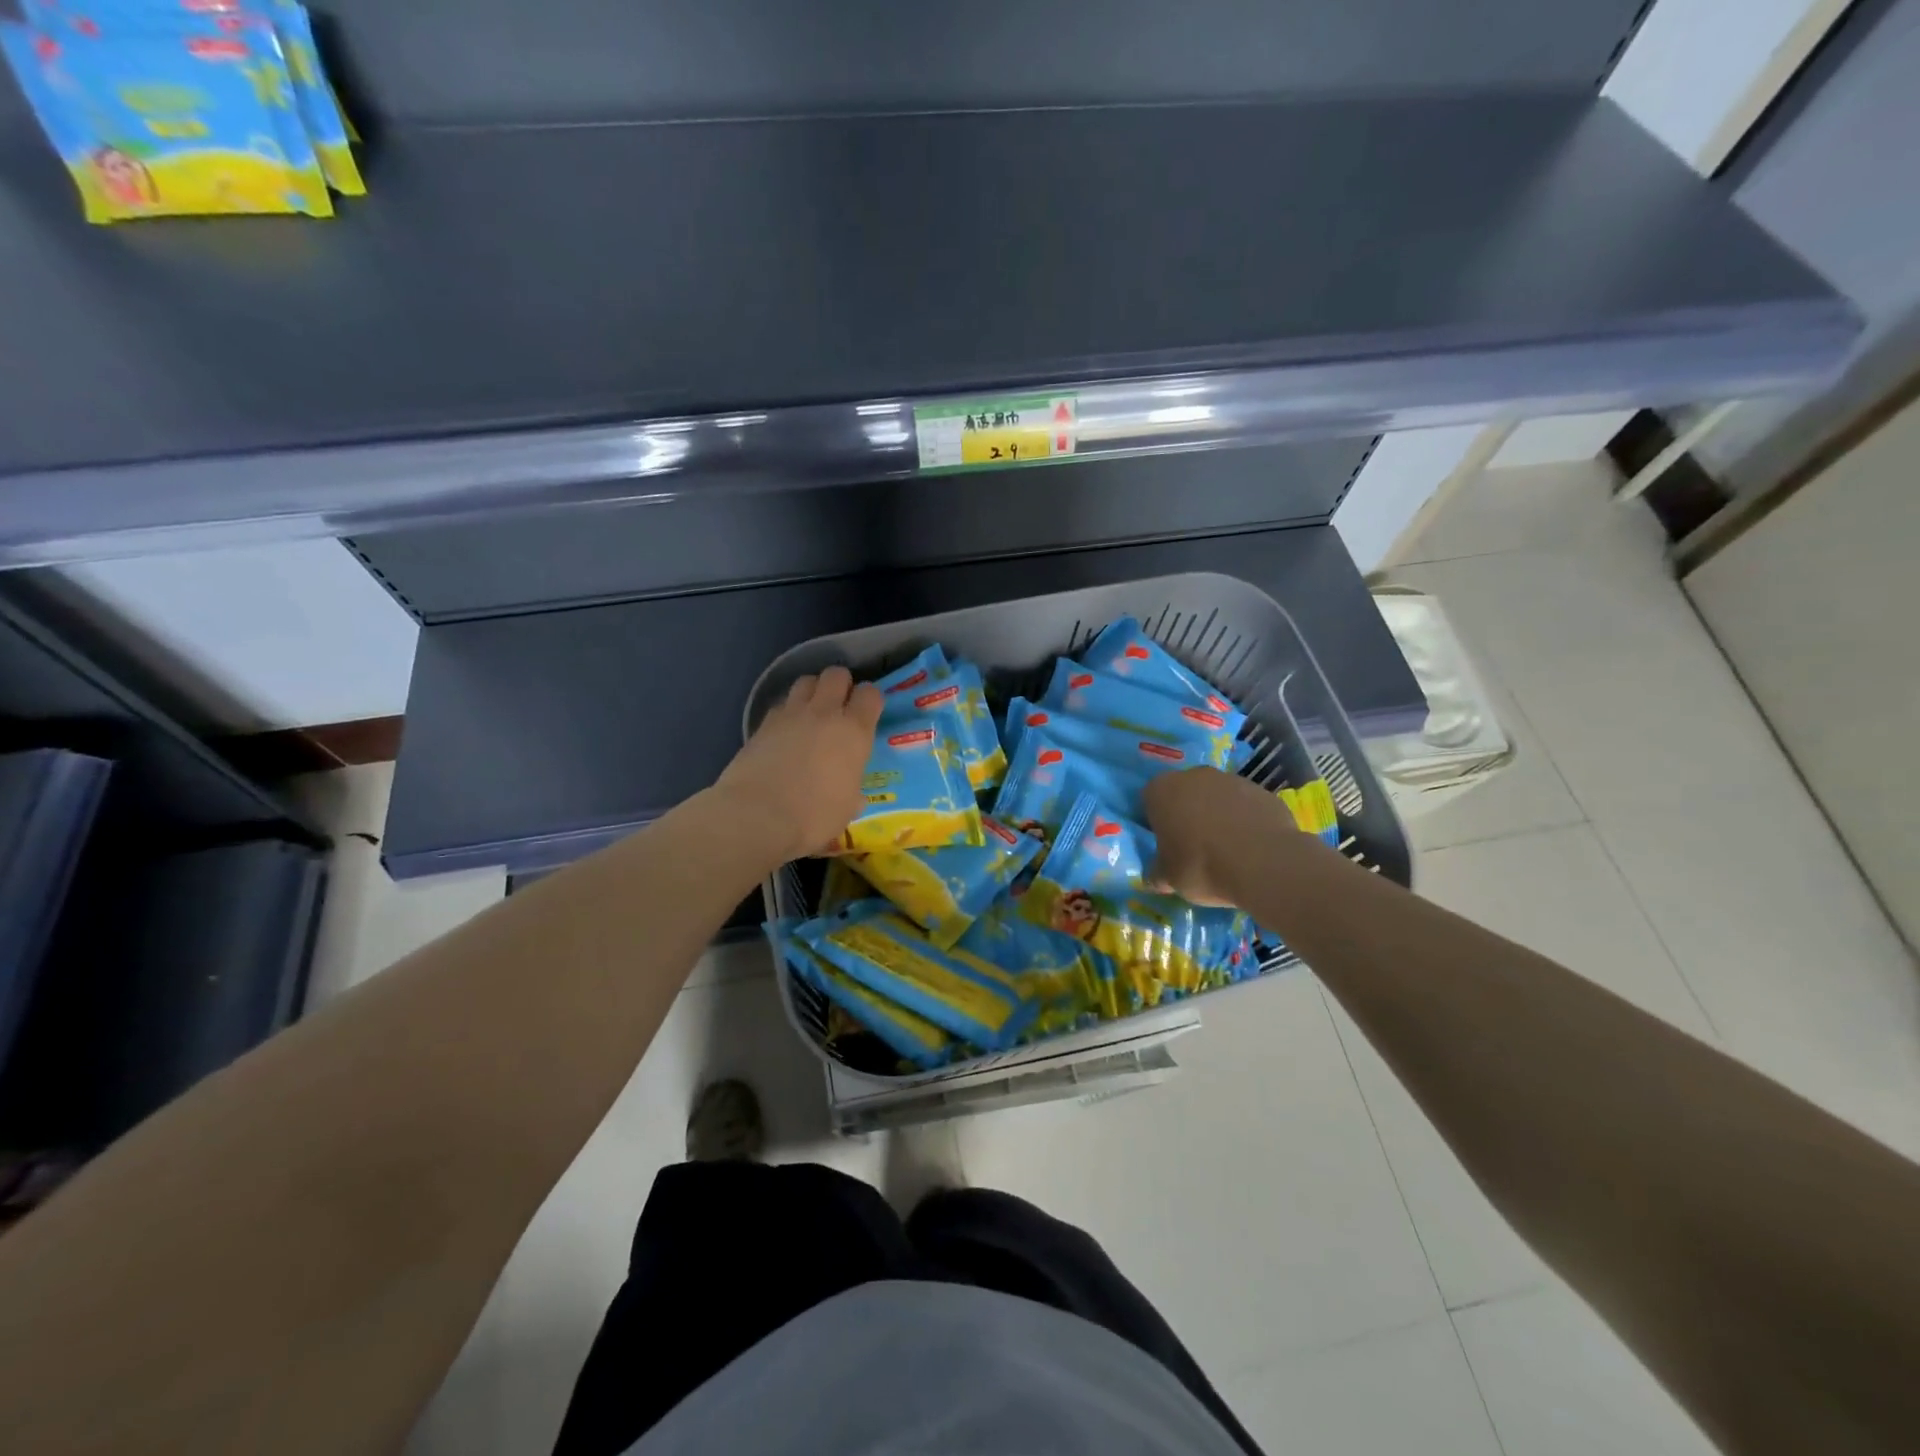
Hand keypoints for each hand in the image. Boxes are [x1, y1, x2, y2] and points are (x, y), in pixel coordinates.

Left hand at [714, 666, 883, 862]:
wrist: (756, 816)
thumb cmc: (813, 817)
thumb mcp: (845, 810)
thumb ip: (853, 794)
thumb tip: (855, 797)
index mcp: (854, 733)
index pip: (871, 694)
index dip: (870, 699)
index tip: (868, 713)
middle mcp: (825, 714)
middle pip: (836, 675)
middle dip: (841, 684)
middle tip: (840, 706)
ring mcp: (791, 715)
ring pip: (806, 680)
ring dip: (813, 691)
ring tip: (812, 711)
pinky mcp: (763, 723)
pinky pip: (781, 704)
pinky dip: (787, 711)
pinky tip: (786, 730)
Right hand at [1143, 766, 1302, 907]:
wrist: (1263, 863)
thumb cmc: (1201, 865)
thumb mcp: (1168, 878)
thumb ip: (1157, 872)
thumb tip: (1155, 876)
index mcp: (1162, 790)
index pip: (1149, 799)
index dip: (1155, 821)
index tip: (1164, 843)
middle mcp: (1194, 776)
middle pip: (1184, 793)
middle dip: (1186, 814)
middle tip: (1191, 846)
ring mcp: (1231, 780)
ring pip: (1216, 797)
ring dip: (1217, 815)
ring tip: (1225, 849)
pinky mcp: (1262, 791)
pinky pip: (1245, 806)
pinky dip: (1244, 821)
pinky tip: (1250, 847)